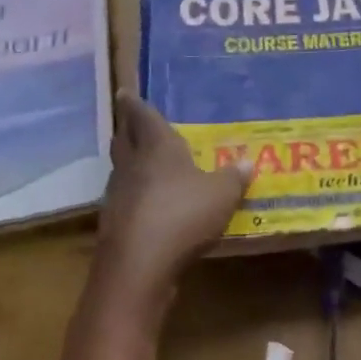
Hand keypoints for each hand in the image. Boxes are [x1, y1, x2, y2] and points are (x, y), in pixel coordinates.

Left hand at [91, 91, 251, 323]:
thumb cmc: (182, 215)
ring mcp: (118, 194)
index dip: (134, 103)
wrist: (138, 267)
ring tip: (141, 160)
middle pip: (123, 139)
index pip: (142, 116)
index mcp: (156, 146)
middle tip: (130, 122)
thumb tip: (246, 162)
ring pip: (121, 168)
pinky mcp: (114, 224)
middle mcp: (132, 164)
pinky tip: (146, 203)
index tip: (124, 92)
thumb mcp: (221, 195)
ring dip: (128, 162)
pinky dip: (133, 194)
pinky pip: (124, 198)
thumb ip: (232, 178)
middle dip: (126, 129)